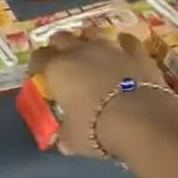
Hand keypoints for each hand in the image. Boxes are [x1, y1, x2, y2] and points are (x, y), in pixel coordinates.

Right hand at [30, 31, 177, 158]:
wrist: (141, 120)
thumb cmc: (96, 129)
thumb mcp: (73, 139)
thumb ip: (66, 136)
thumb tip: (63, 143)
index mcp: (58, 70)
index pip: (39, 58)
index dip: (36, 65)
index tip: (38, 74)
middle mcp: (80, 52)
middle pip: (62, 38)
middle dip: (59, 47)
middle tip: (61, 60)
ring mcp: (110, 49)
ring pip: (92, 34)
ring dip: (88, 41)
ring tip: (89, 51)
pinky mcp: (136, 53)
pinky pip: (127, 42)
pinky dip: (124, 44)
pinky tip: (124, 47)